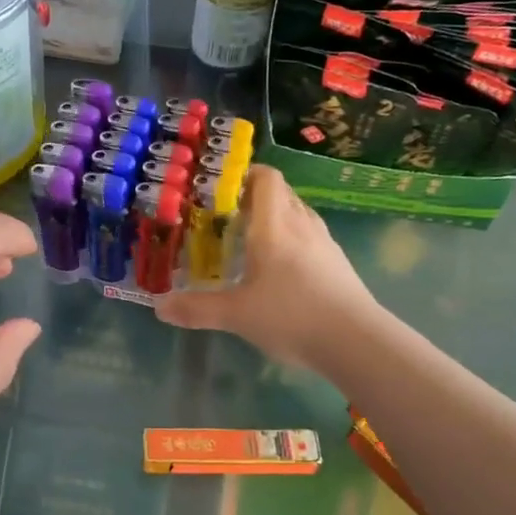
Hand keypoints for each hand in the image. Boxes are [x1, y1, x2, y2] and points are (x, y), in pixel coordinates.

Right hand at [154, 165, 379, 370]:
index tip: (222, 185)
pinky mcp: (338, 265)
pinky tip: (281, 270)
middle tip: (227, 215)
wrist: (356, 341)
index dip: (246, 173)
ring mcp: (325, 245)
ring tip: (252, 240)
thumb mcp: (235, 315)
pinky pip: (311, 238)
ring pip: (298, 215)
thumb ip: (196, 309)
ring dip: (276, 218)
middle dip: (255, 197)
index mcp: (274, 226)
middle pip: (282, 194)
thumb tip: (159, 307)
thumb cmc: (291, 316)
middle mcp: (301, 226)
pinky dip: (293, 241)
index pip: (267, 179)